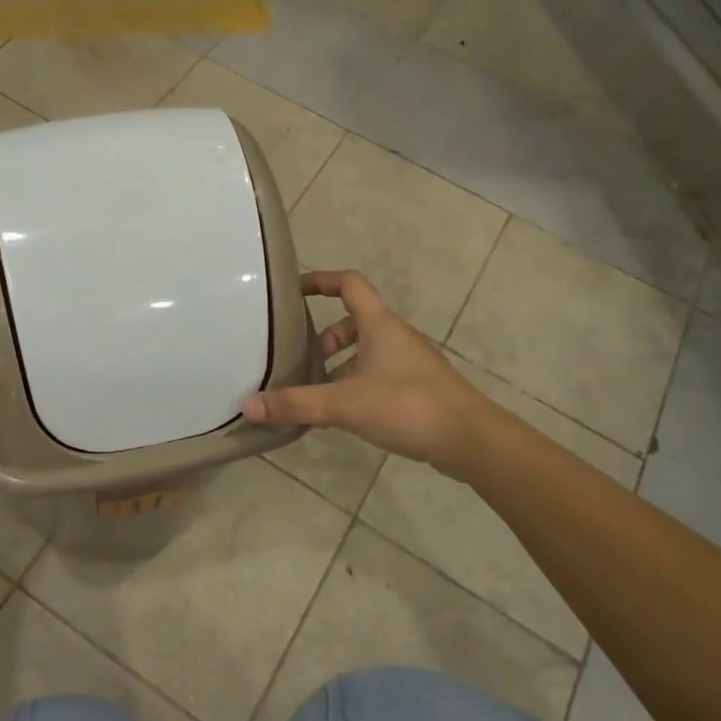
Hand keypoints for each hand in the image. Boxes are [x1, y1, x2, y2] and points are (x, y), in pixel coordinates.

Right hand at [243, 270, 485, 474]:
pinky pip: (379, 375)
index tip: (293, 291)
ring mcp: (410, 362)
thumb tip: (248, 406)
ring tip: (318, 394)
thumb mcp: (345, 404)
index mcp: (380, 325)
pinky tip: (346, 415)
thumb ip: (297, 404)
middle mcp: (396, 336)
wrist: (472, 440)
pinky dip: (357, 384)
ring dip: (341, 366)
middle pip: (354, 322)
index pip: (349, 284)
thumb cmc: (408, 406)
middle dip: (325, 338)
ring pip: (367, 352)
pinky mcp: (419, 388)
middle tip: (302, 361)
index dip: (321, 281)